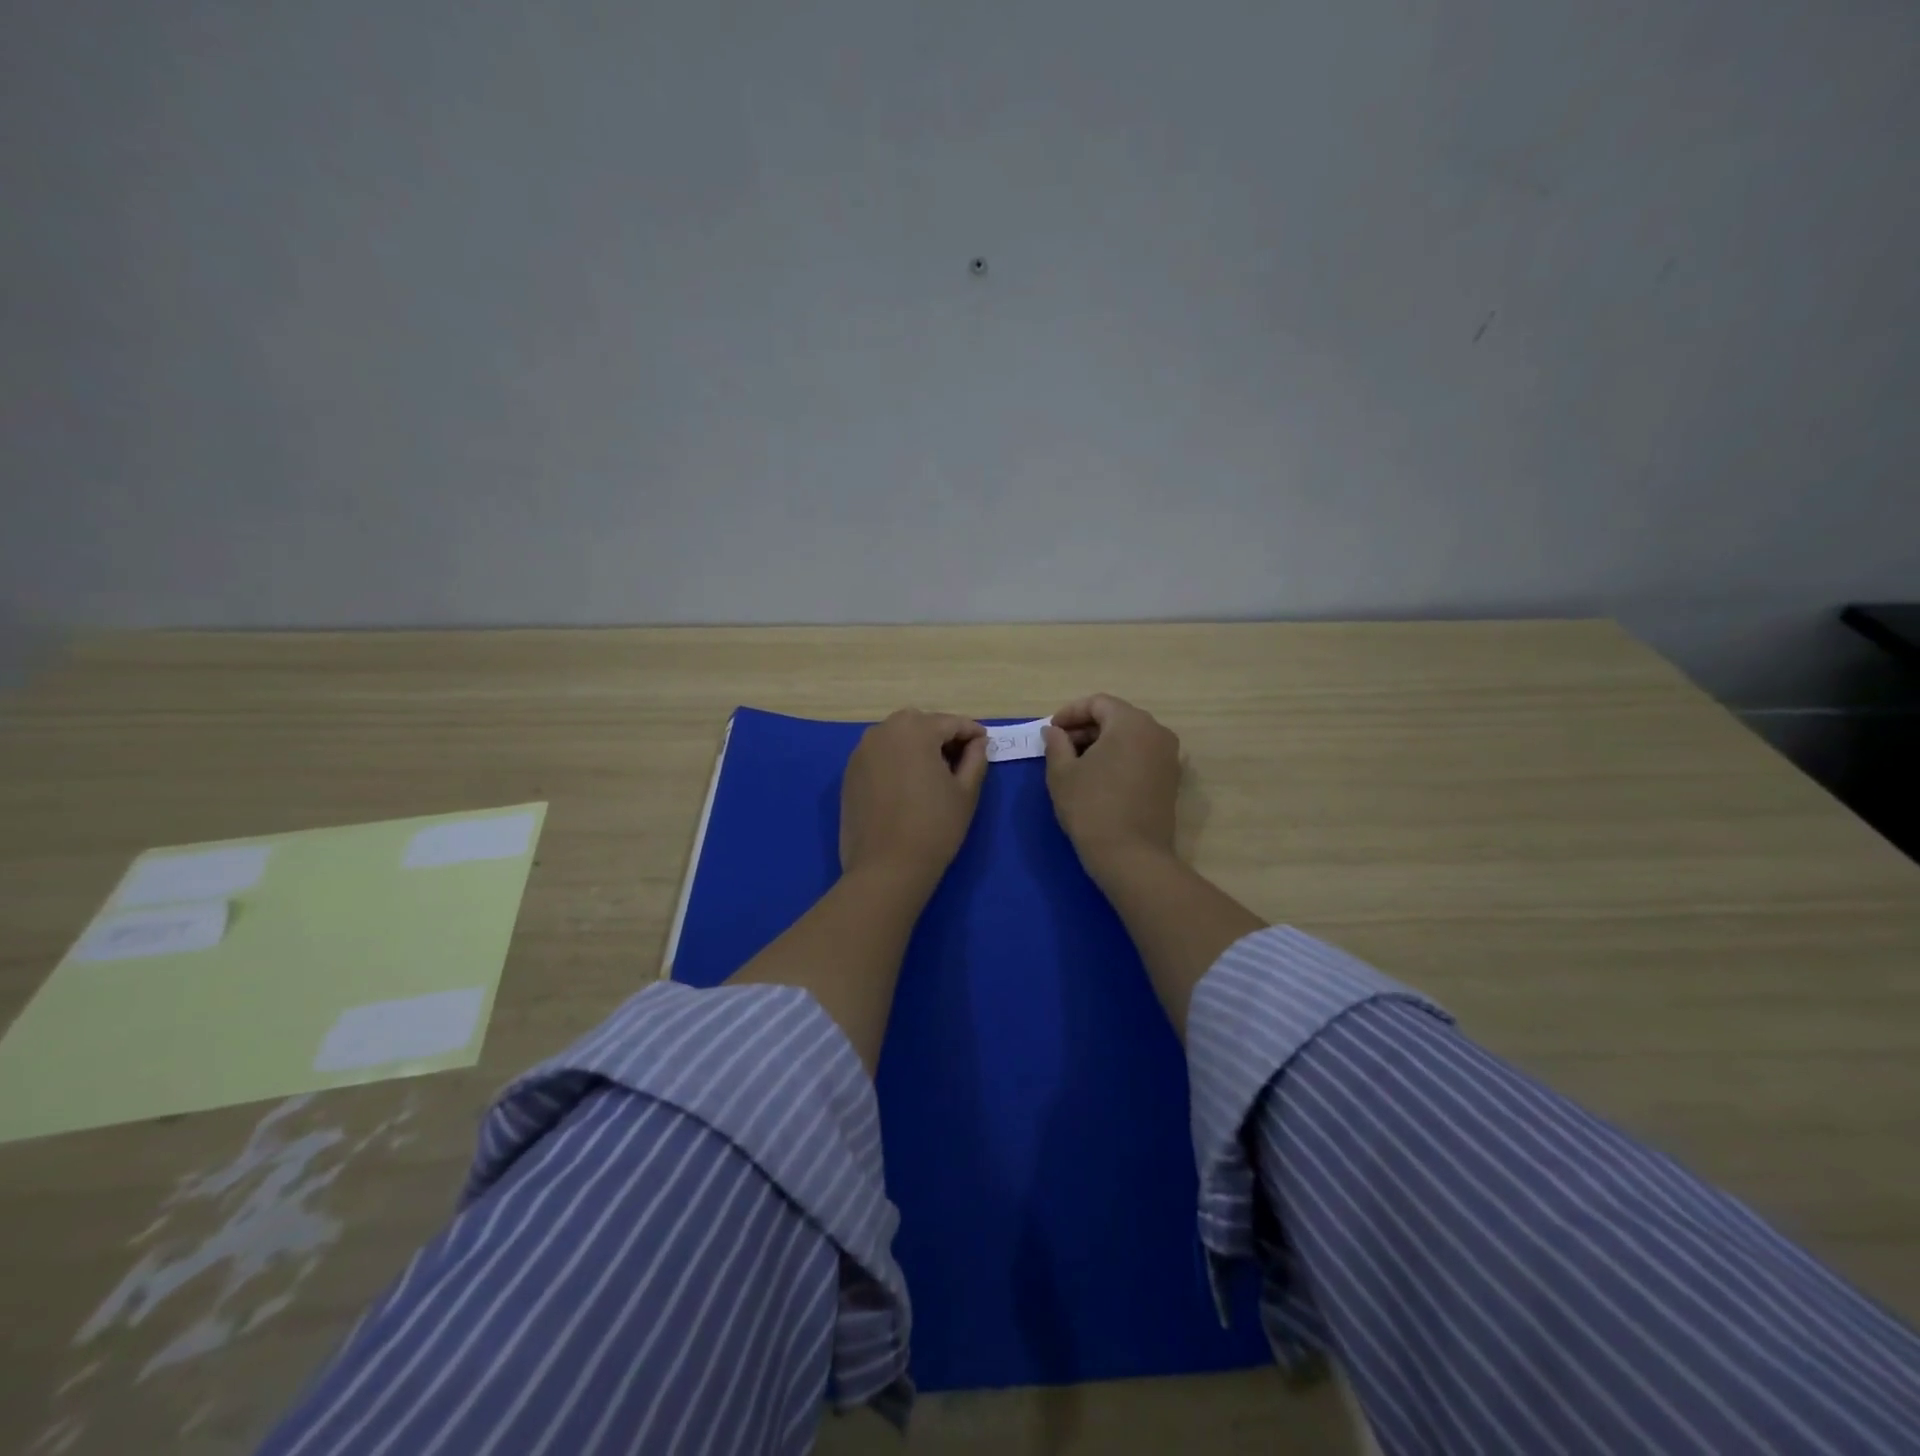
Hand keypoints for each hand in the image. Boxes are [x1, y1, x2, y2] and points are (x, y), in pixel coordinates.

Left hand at [839, 710, 988, 890]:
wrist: (886, 867)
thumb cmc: (934, 827)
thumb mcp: (966, 792)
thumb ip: (975, 759)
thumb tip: (978, 742)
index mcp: (915, 730)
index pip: (950, 722)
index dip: (972, 732)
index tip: (985, 743)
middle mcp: (883, 731)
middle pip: (920, 723)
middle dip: (941, 734)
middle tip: (960, 757)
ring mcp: (861, 752)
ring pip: (896, 736)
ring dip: (917, 745)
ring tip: (934, 771)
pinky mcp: (849, 773)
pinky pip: (879, 754)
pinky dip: (896, 759)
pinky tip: (907, 783)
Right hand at [1042, 694, 1181, 879]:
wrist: (1131, 857)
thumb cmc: (1091, 808)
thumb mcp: (1062, 773)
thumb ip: (1056, 744)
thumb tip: (1054, 731)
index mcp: (1131, 723)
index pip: (1098, 703)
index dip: (1070, 713)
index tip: (1050, 731)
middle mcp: (1157, 732)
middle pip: (1116, 717)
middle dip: (1086, 728)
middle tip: (1060, 747)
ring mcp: (1169, 757)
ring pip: (1130, 737)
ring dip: (1102, 744)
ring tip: (1076, 764)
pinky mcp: (1170, 780)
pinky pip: (1141, 756)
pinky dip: (1119, 758)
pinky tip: (1099, 778)